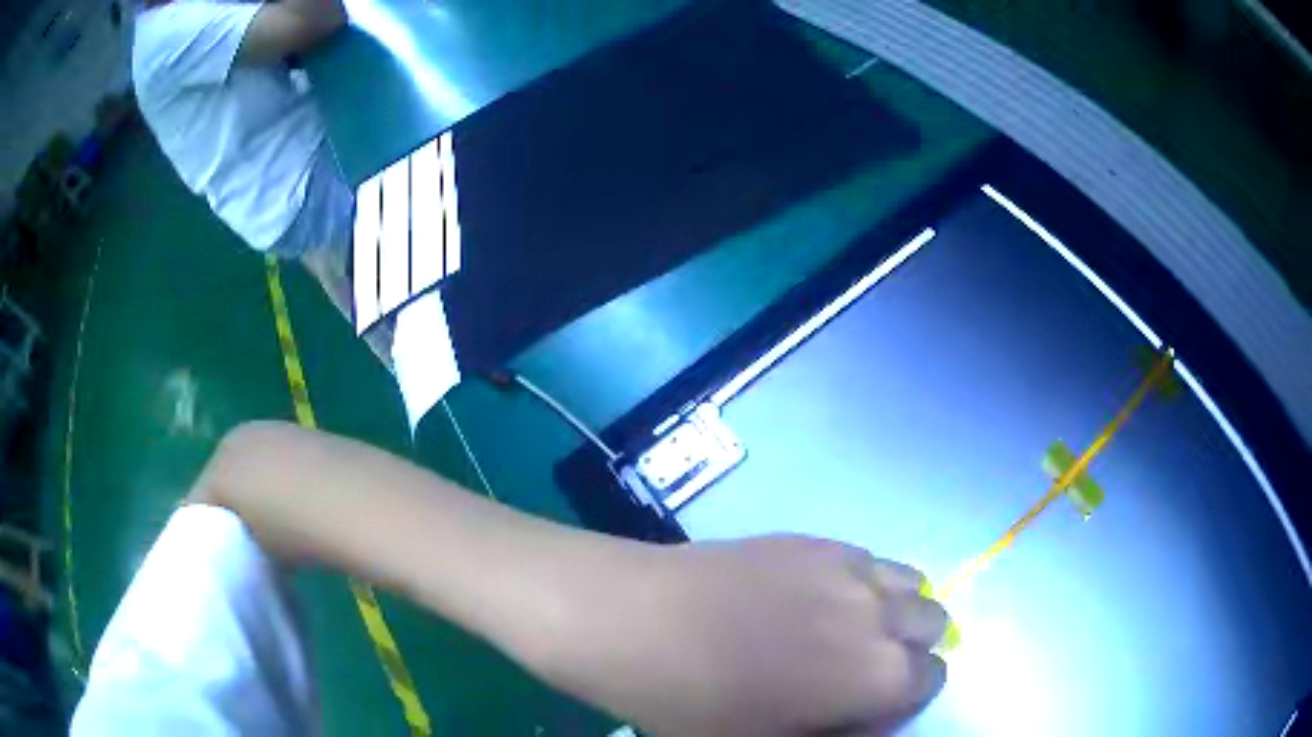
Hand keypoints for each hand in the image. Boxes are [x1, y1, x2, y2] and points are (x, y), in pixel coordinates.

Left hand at [537, 535, 947, 735]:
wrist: (633, 621)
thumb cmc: (693, 703)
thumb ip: (834, 732)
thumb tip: (862, 719)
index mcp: (878, 675)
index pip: (931, 680)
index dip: (903, 699)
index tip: (867, 709)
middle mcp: (881, 613)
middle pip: (932, 622)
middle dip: (907, 649)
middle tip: (857, 669)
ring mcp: (849, 567)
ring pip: (910, 583)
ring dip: (893, 609)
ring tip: (845, 629)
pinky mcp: (814, 540)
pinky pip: (867, 559)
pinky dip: (864, 582)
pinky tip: (816, 597)